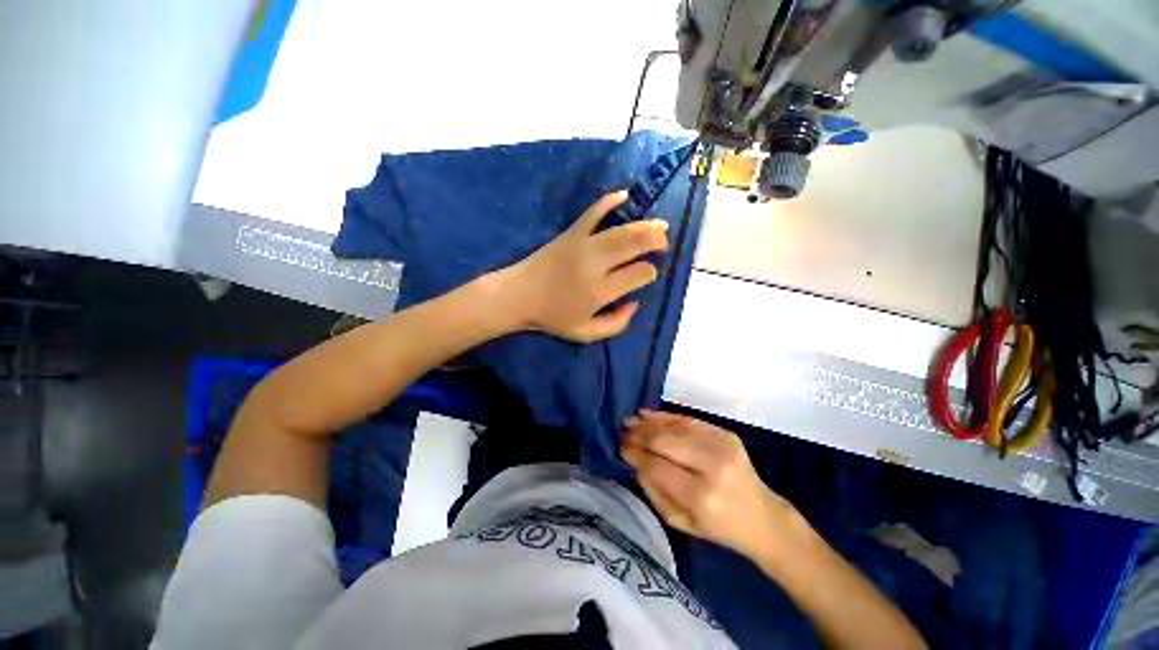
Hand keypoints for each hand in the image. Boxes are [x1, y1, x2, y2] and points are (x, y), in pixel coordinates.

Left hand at [501, 191, 668, 342]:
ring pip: (621, 230)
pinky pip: (592, 212)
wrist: (519, 296)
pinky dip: (608, 201)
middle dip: (656, 241)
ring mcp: (583, 245)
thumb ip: (617, 324)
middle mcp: (596, 265)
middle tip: (664, 243)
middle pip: (635, 245)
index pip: (639, 274)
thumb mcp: (586, 334)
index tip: (648, 275)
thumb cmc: (552, 317)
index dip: (650, 273)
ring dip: (645, 225)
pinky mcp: (571, 233)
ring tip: (659, 226)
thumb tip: (636, 303)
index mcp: (601, 291)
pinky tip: (623, 195)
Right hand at [622, 410, 791, 557]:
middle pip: (664, 441)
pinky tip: (649, 414)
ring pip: (675, 426)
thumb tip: (634, 461)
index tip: (620, 447)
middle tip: (622, 432)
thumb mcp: (679, 521)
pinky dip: (666, 416)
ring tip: (631, 420)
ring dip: (649, 422)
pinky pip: (689, 419)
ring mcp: (722, 446)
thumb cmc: (717, 527)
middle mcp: (712, 467)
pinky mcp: (727, 434)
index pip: (656, 467)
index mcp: (700, 497)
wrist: (762, 517)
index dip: (634, 454)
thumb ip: (653, 490)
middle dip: (639, 435)